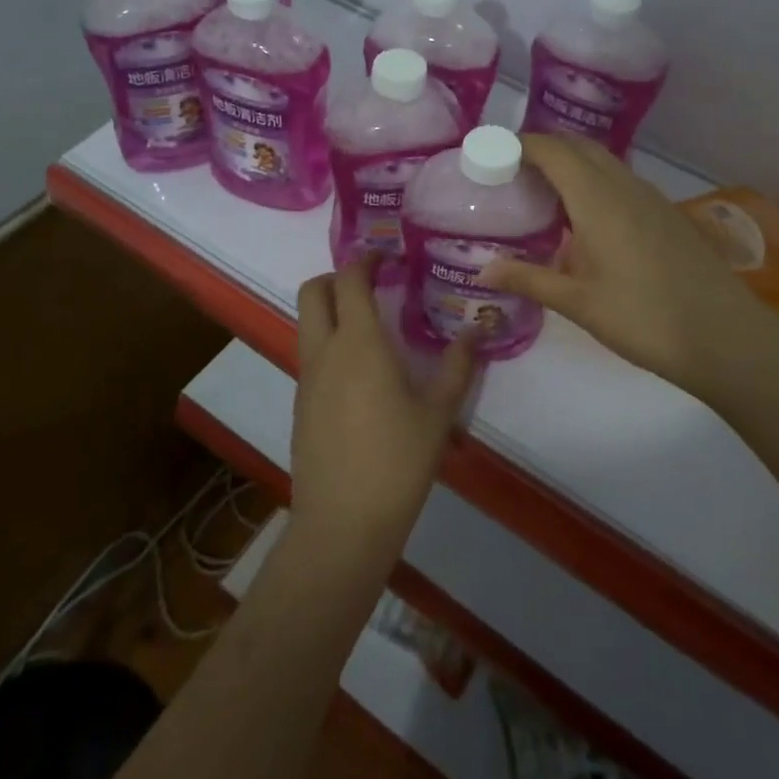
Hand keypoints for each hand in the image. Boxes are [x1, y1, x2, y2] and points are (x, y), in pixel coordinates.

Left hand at [290, 259, 476, 560]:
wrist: (343, 522)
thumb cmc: (397, 461)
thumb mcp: (438, 413)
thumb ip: (457, 366)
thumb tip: (477, 330)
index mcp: (358, 344)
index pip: (350, 279)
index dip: (366, 259)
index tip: (388, 256)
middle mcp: (324, 352)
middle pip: (313, 291)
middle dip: (338, 277)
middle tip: (372, 286)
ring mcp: (307, 379)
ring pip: (307, 323)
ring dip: (332, 310)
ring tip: (373, 328)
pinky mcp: (301, 405)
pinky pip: (311, 356)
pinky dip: (330, 344)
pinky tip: (362, 374)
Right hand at [481, 135, 778, 406]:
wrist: (724, 336)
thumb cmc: (644, 318)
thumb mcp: (579, 303)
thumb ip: (530, 280)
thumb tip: (484, 271)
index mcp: (597, 199)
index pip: (552, 150)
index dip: (520, 144)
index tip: (491, 153)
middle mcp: (625, 186)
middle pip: (579, 146)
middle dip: (544, 147)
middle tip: (511, 170)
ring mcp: (651, 197)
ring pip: (604, 161)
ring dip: (572, 162)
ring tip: (542, 190)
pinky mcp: (667, 214)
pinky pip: (621, 180)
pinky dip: (594, 180)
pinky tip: (585, 216)